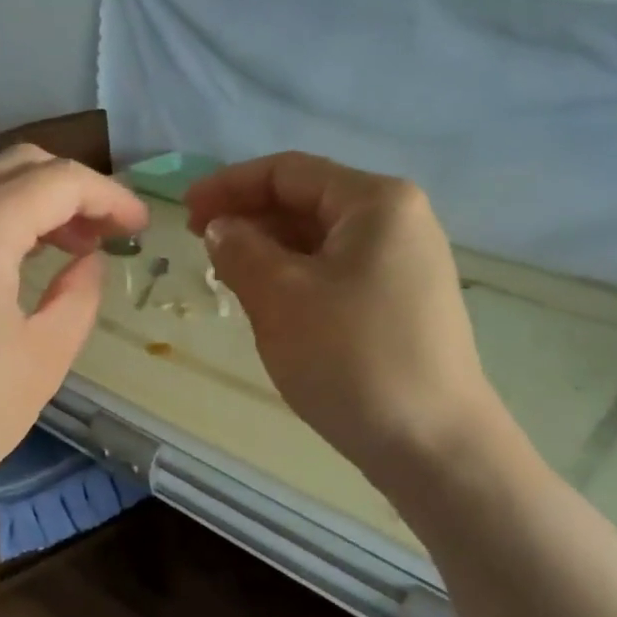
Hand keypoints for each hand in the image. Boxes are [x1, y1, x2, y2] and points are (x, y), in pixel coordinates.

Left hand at [0, 145, 147, 521]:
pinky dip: (4, 225)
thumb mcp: (40, 362)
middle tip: (110, 235)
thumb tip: (89, 263)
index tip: (142, 229)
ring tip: (76, 250)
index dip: (110, 198)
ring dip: (39, 207)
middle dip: (75, 191)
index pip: (59, 182)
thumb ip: (77, 299)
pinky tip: (24, 266)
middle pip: (19, 168)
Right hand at [186, 152, 497, 481]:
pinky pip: (337, 274)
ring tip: (228, 279)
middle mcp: (399, 222)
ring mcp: (406, 266)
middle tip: (201, 250)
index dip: (229, 186)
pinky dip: (297, 280)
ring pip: (321, 242)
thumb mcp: (281, 297)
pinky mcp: (402, 305)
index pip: (288, 172)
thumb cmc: (352, 358)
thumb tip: (222, 228)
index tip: (185, 213)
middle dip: (250, 220)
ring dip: (270, 252)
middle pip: (308, 202)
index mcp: (376, 202)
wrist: (432, 444)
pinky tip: (271, 305)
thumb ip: (241, 250)